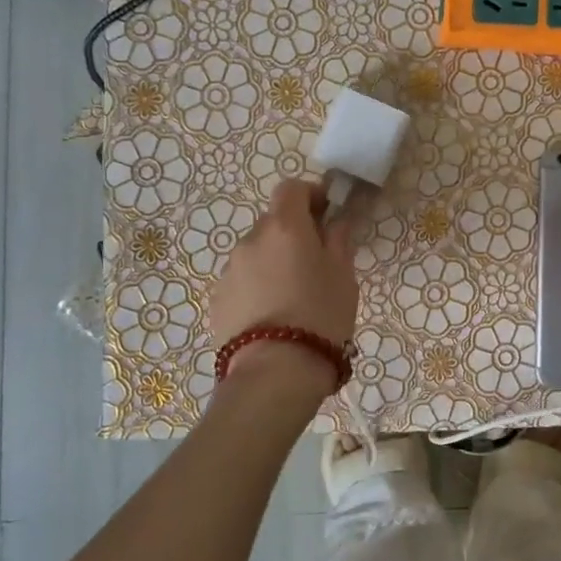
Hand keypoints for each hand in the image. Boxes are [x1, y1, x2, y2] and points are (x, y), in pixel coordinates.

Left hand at [211, 179, 358, 395]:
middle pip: (273, 222)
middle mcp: (251, 240)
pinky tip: (274, 317)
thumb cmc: (321, 316)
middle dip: (294, 234)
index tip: (327, 215)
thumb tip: (337, 220)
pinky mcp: (217, 300)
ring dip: (274, 262)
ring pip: (257, 254)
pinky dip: (258, 287)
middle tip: (316, 263)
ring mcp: (229, 271)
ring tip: (294, 298)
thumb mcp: (343, 275)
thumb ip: (339, 240)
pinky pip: (243, 281)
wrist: (275, 372)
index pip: (291, 188)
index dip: (310, 195)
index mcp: (284, 226)